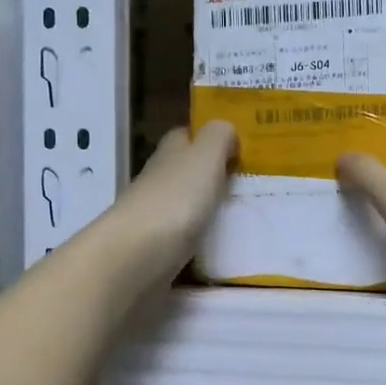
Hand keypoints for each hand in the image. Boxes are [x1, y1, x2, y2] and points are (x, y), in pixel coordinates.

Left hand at [106, 121, 237, 282]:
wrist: (138, 255)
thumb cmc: (176, 199)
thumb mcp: (205, 156)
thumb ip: (219, 136)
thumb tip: (226, 130)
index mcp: (170, 152)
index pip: (186, 135)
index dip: (208, 137)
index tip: (237, 146)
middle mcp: (159, 179)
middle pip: (184, 169)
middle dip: (209, 173)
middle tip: (247, 182)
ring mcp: (154, 215)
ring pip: (184, 202)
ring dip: (205, 205)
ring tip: (242, 214)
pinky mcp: (155, 247)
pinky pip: (183, 235)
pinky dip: (199, 236)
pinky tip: (220, 243)